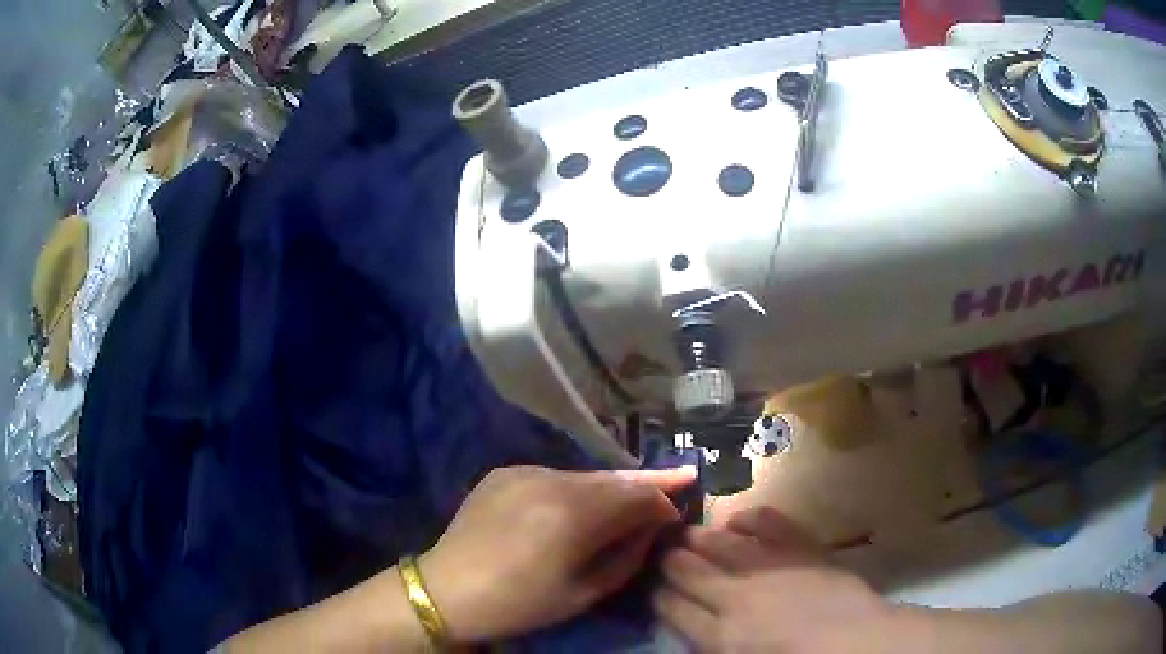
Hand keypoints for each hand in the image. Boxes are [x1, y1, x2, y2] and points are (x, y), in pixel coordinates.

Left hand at [421, 465, 695, 642]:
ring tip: (634, 493)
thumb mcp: (584, 592)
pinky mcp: (505, 471)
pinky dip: (576, 488)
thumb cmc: (520, 603)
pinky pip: (554, 476)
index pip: (636, 496)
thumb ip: (627, 556)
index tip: (676, 514)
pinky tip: (579, 504)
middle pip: (614, 478)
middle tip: (679, 476)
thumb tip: (651, 528)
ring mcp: (524, 470)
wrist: (447, 589)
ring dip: (611, 486)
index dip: (663, 502)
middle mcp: (551, 480)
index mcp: (573, 515)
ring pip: (585, 475)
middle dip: (647, 483)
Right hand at [655, 507, 891, 652]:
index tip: (655, 590)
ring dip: (697, 537)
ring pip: (718, 544)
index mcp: (719, 637)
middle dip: (669, 561)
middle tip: (663, 554)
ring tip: (685, 532)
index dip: (659, 596)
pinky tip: (736, 519)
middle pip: (687, 571)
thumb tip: (696, 633)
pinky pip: (765, 523)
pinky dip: (747, 518)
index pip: (672, 608)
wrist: (854, 643)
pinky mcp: (797, 547)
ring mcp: (767, 568)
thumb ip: (714, 648)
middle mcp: (733, 597)